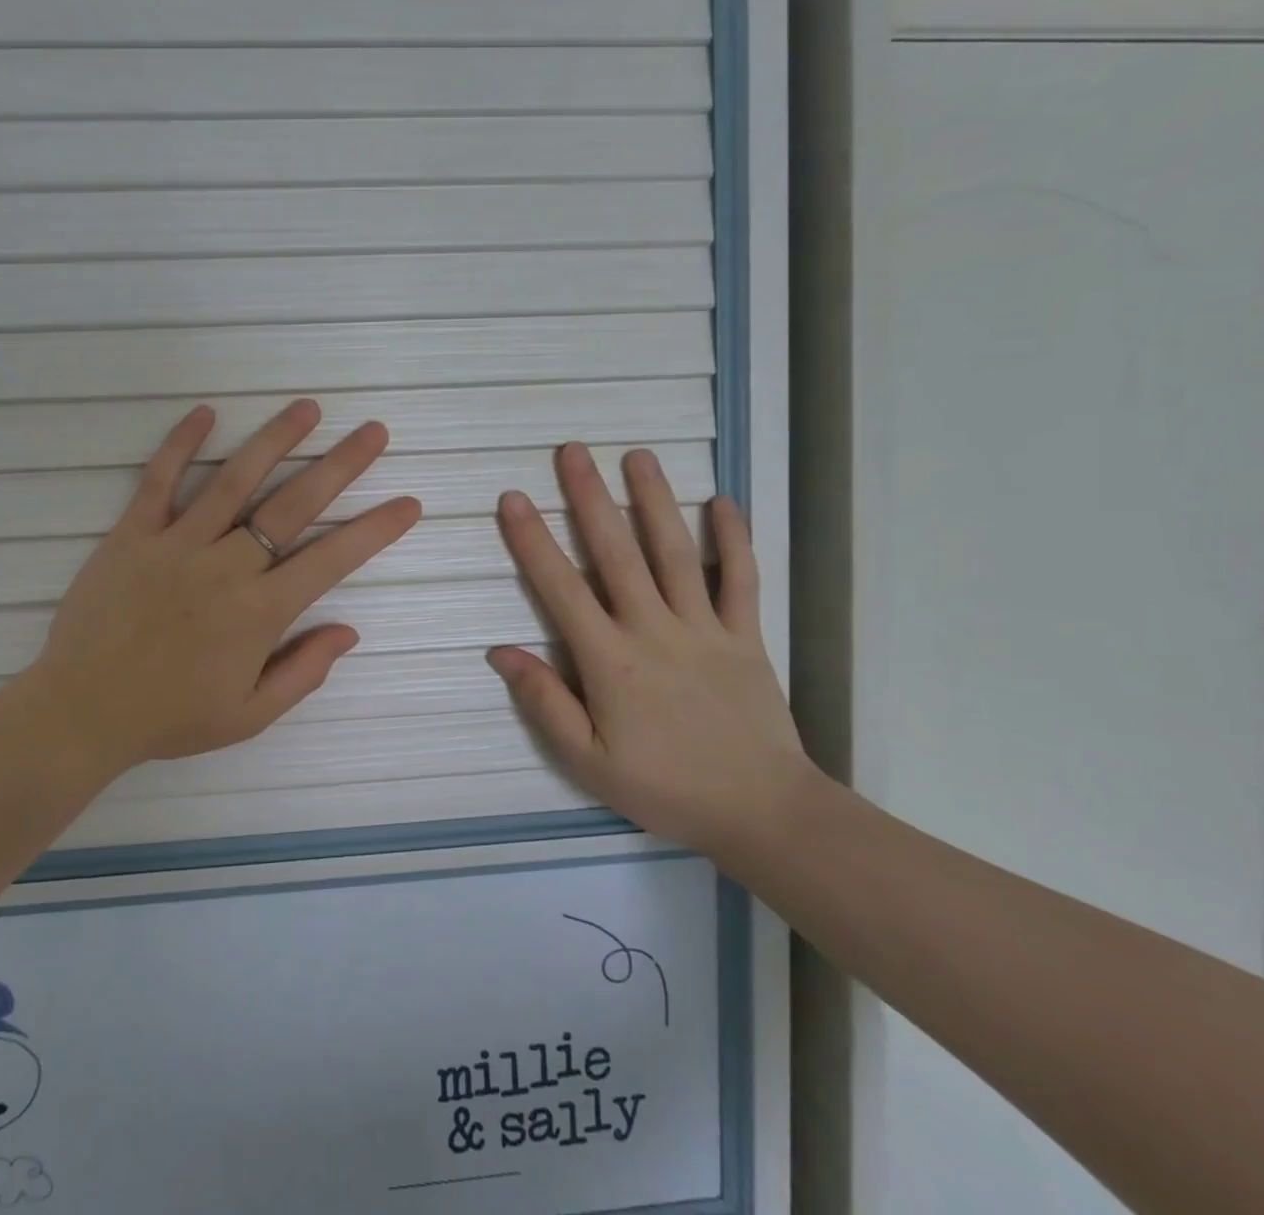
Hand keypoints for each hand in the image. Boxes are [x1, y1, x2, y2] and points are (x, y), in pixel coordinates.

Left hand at [30, 400, 420, 768]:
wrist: (82, 712)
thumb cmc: (169, 718)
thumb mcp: (248, 715)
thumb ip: (303, 672)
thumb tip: (349, 630)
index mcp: (259, 612)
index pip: (331, 559)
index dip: (374, 530)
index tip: (407, 503)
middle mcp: (226, 567)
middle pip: (292, 505)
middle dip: (340, 466)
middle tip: (373, 432)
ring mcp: (177, 544)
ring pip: (234, 480)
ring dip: (275, 440)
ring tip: (307, 408)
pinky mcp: (132, 534)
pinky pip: (159, 480)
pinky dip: (180, 443)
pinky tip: (206, 412)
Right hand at [488, 445, 817, 859]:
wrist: (763, 812)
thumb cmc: (664, 788)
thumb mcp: (587, 760)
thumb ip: (545, 701)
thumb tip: (501, 652)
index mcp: (609, 659)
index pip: (561, 587)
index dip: (533, 540)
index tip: (514, 498)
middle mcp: (653, 629)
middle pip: (616, 552)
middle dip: (590, 498)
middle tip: (573, 451)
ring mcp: (704, 627)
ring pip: (675, 553)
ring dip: (654, 500)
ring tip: (637, 456)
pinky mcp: (744, 636)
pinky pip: (740, 579)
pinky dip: (733, 539)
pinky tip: (722, 502)